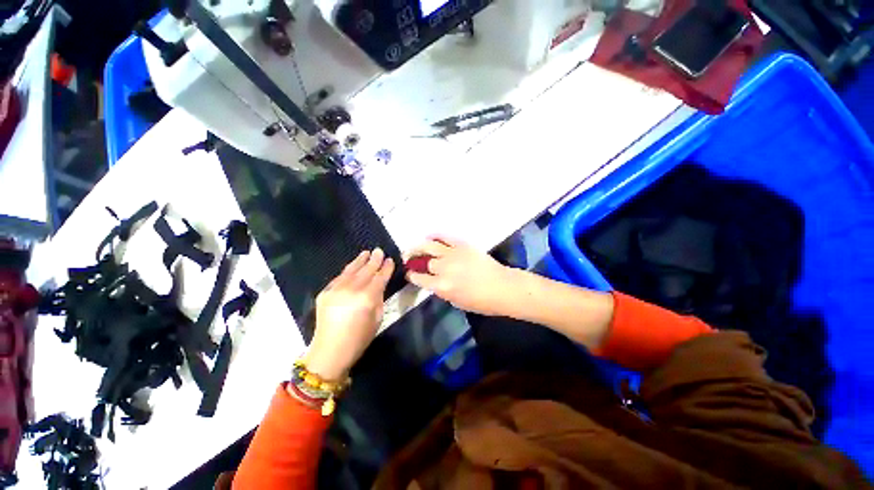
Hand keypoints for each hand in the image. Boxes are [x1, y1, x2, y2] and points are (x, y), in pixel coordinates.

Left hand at [304, 249, 394, 380]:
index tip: (390, 260)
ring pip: (350, 270)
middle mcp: (351, 289)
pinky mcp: (325, 292)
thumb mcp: (376, 321)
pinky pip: (338, 278)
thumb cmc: (358, 340)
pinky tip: (351, 268)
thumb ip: (377, 301)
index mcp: (367, 298)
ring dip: (359, 261)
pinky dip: (347, 272)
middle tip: (379, 251)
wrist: (331, 350)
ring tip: (366, 254)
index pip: (379, 278)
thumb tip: (377, 288)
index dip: (386, 269)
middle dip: (373, 261)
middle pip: (365, 271)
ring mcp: (335, 288)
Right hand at [406, 237, 514, 315]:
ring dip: (419, 246)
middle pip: (423, 261)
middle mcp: (444, 268)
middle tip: (408, 259)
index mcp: (442, 286)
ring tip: (414, 248)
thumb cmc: (482, 302)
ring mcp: (453, 254)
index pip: (419, 278)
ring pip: (429, 245)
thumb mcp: (456, 302)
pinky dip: (435, 236)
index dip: (411, 276)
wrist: (503, 288)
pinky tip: (429, 237)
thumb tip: (435, 282)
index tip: (409, 274)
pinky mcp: (463, 245)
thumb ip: (442, 291)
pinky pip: (445, 237)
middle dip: (413, 260)